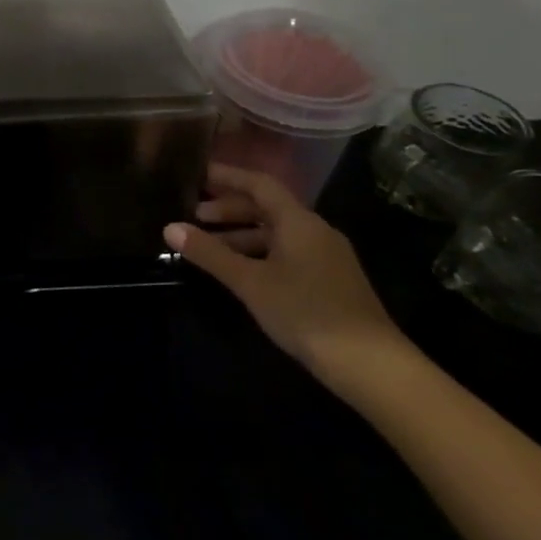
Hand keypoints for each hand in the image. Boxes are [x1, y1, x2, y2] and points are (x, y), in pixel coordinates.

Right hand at [164, 164, 407, 384]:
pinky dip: (259, 252)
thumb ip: (210, 253)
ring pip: (277, 232)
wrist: (371, 364)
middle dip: (229, 208)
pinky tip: (241, 272)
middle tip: (194, 216)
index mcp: (298, 221)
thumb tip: (170, 228)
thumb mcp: (250, 282)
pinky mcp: (329, 280)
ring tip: (209, 247)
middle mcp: (315, 230)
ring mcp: (325, 256)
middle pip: (267, 207)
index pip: (259, 183)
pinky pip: (287, 252)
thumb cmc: (306, 312)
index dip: (227, 176)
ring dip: (242, 234)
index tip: (196, 174)